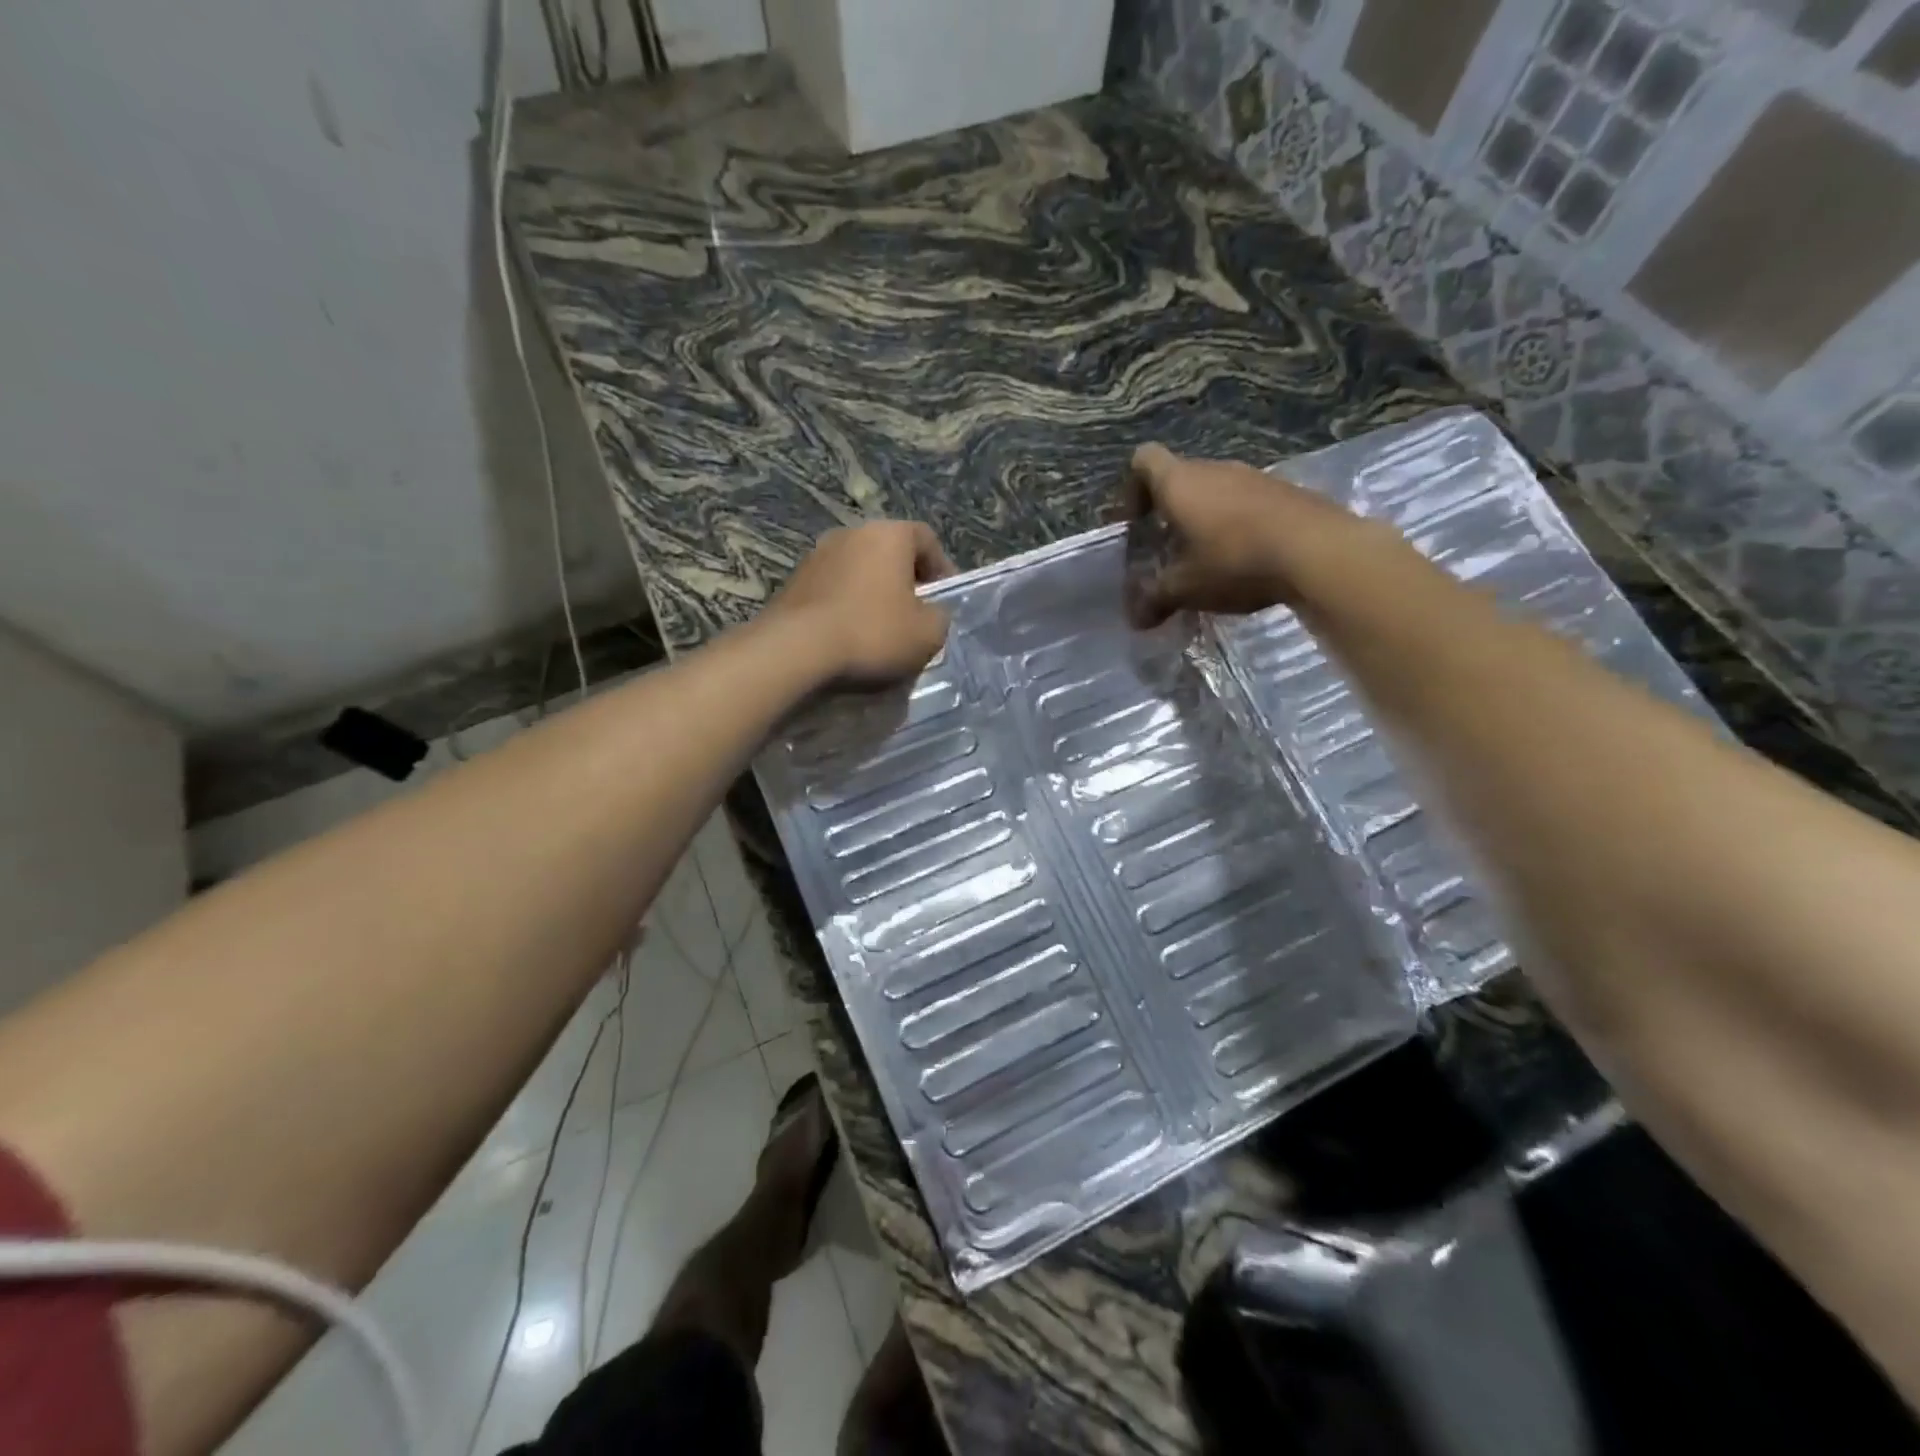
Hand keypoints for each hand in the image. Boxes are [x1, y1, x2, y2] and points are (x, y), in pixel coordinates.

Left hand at [772, 520, 956, 685]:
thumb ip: (940, 616)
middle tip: (915, 615)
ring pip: (859, 571)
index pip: (926, 539)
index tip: (944, 599)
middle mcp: (851, 533)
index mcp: (889, 535)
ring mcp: (817, 555)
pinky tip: (849, 636)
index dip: (941, 568)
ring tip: (880, 629)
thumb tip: (931, 612)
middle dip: (904, 581)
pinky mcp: (794, 582)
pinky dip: (846, 606)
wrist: (797, 650)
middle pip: (889, 553)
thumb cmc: (872, 633)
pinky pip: (833, 590)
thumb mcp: (928, 634)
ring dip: (873, 594)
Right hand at [1122, 443, 1383, 626]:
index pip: (1144, 460)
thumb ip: (1155, 600)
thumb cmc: (1235, 561)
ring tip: (1206, 560)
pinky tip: (1244, 559)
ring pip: (1214, 490)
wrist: (1318, 551)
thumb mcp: (1186, 588)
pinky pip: (1245, 502)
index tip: (1137, 523)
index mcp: (1180, 483)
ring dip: (1204, 519)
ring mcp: (1252, 476)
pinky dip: (1236, 524)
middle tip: (1168, 551)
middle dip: (1169, 512)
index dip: (1133, 488)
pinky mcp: (1284, 491)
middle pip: (1180, 477)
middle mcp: (1214, 469)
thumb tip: (1136, 620)